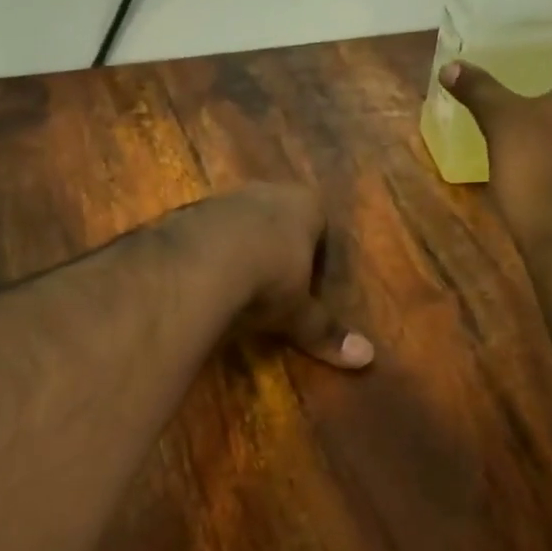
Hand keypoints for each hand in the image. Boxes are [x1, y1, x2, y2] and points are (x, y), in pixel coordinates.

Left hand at [180, 183, 374, 369]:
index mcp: (304, 205)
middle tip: (274, 282)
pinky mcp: (184, 213)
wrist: (197, 264)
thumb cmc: (267, 281)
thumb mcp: (298, 314)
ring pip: (237, 221)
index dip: (316, 250)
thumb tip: (367, 358)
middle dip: (275, 245)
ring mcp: (222, 199)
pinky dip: (205, 253)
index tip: (310, 280)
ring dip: (237, 246)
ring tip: (235, 284)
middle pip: (276, 216)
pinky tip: (202, 280)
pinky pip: (202, 233)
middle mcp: (264, 192)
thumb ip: (325, 331)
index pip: (319, 220)